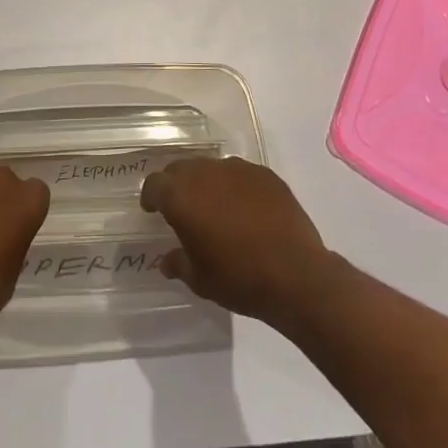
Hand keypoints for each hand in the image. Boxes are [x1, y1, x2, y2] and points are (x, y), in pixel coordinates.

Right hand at [140, 156, 332, 328]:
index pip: (154, 184)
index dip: (151, 197)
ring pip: (211, 167)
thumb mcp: (199, 280)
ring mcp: (237, 170)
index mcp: (181, 197)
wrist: (296, 275)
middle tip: (182, 208)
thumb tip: (168, 260)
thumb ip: (178, 263)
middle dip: (176, 185)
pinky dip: (235, 186)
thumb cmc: (239, 278)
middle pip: (180, 169)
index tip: (153, 210)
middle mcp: (205, 174)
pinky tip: (245, 208)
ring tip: (215, 207)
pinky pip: (239, 173)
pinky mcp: (265, 174)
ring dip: (206, 183)